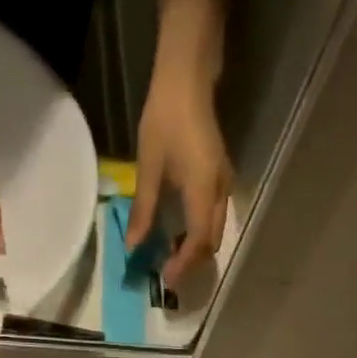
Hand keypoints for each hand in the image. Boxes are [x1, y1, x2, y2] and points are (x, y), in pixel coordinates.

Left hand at [126, 62, 231, 285]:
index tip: (167, 280)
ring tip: (171, 256)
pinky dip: (199, 232)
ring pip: (215, 230)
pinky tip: (180, 232)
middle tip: (168, 273)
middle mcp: (220, 191)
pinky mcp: (220, 176)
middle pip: (212, 241)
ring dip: (196, 248)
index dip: (183, 264)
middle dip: (192, 262)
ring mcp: (224, 183)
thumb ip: (144, 209)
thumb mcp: (149, 166)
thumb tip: (133, 245)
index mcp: (203, 191)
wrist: (188, 77)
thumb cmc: (166, 118)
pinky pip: (213, 216)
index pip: (199, 241)